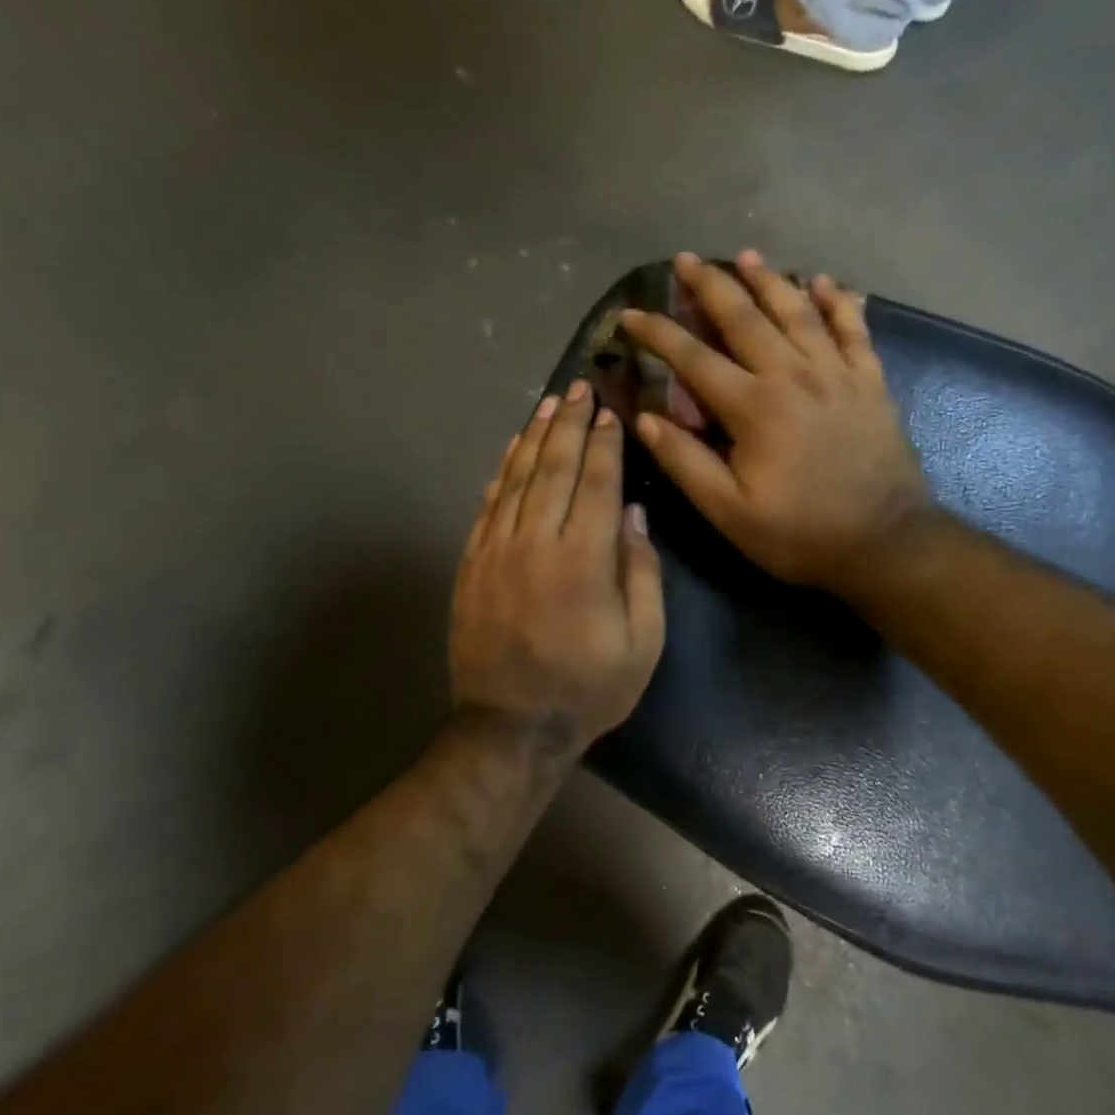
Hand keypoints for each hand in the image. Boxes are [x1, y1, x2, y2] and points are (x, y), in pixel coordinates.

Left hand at [450, 381, 665, 754]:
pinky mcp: (471, 565)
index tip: (609, 412)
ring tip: (547, 404)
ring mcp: (496, 552)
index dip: (604, 444)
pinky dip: (500, 473)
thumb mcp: (643, 642)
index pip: (597, 484)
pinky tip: (512, 450)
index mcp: (584, 560)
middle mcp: (537, 543)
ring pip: (516, 480)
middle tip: (578, 388)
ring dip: (534, 437)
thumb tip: (635, 515)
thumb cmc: (589, 688)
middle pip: (554, 469)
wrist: (512, 727)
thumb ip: (642, 573)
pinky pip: (486, 506)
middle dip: (569, 425)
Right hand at [620, 251, 929, 592]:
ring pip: (797, 311)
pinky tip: (823, 281)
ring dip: (768, 279)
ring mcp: (837, 373)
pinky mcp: (870, 381)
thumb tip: (644, 418)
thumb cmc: (801, 534)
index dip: (657, 333)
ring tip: (746, 254)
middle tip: (685, 259)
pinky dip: (837, 301)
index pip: (693, 358)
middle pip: (745, 317)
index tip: (630, 314)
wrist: (886, 543)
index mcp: (753, 407)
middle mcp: (793, 375)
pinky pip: (853, 328)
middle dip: (710, 285)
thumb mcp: (730, 512)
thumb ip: (685, 462)